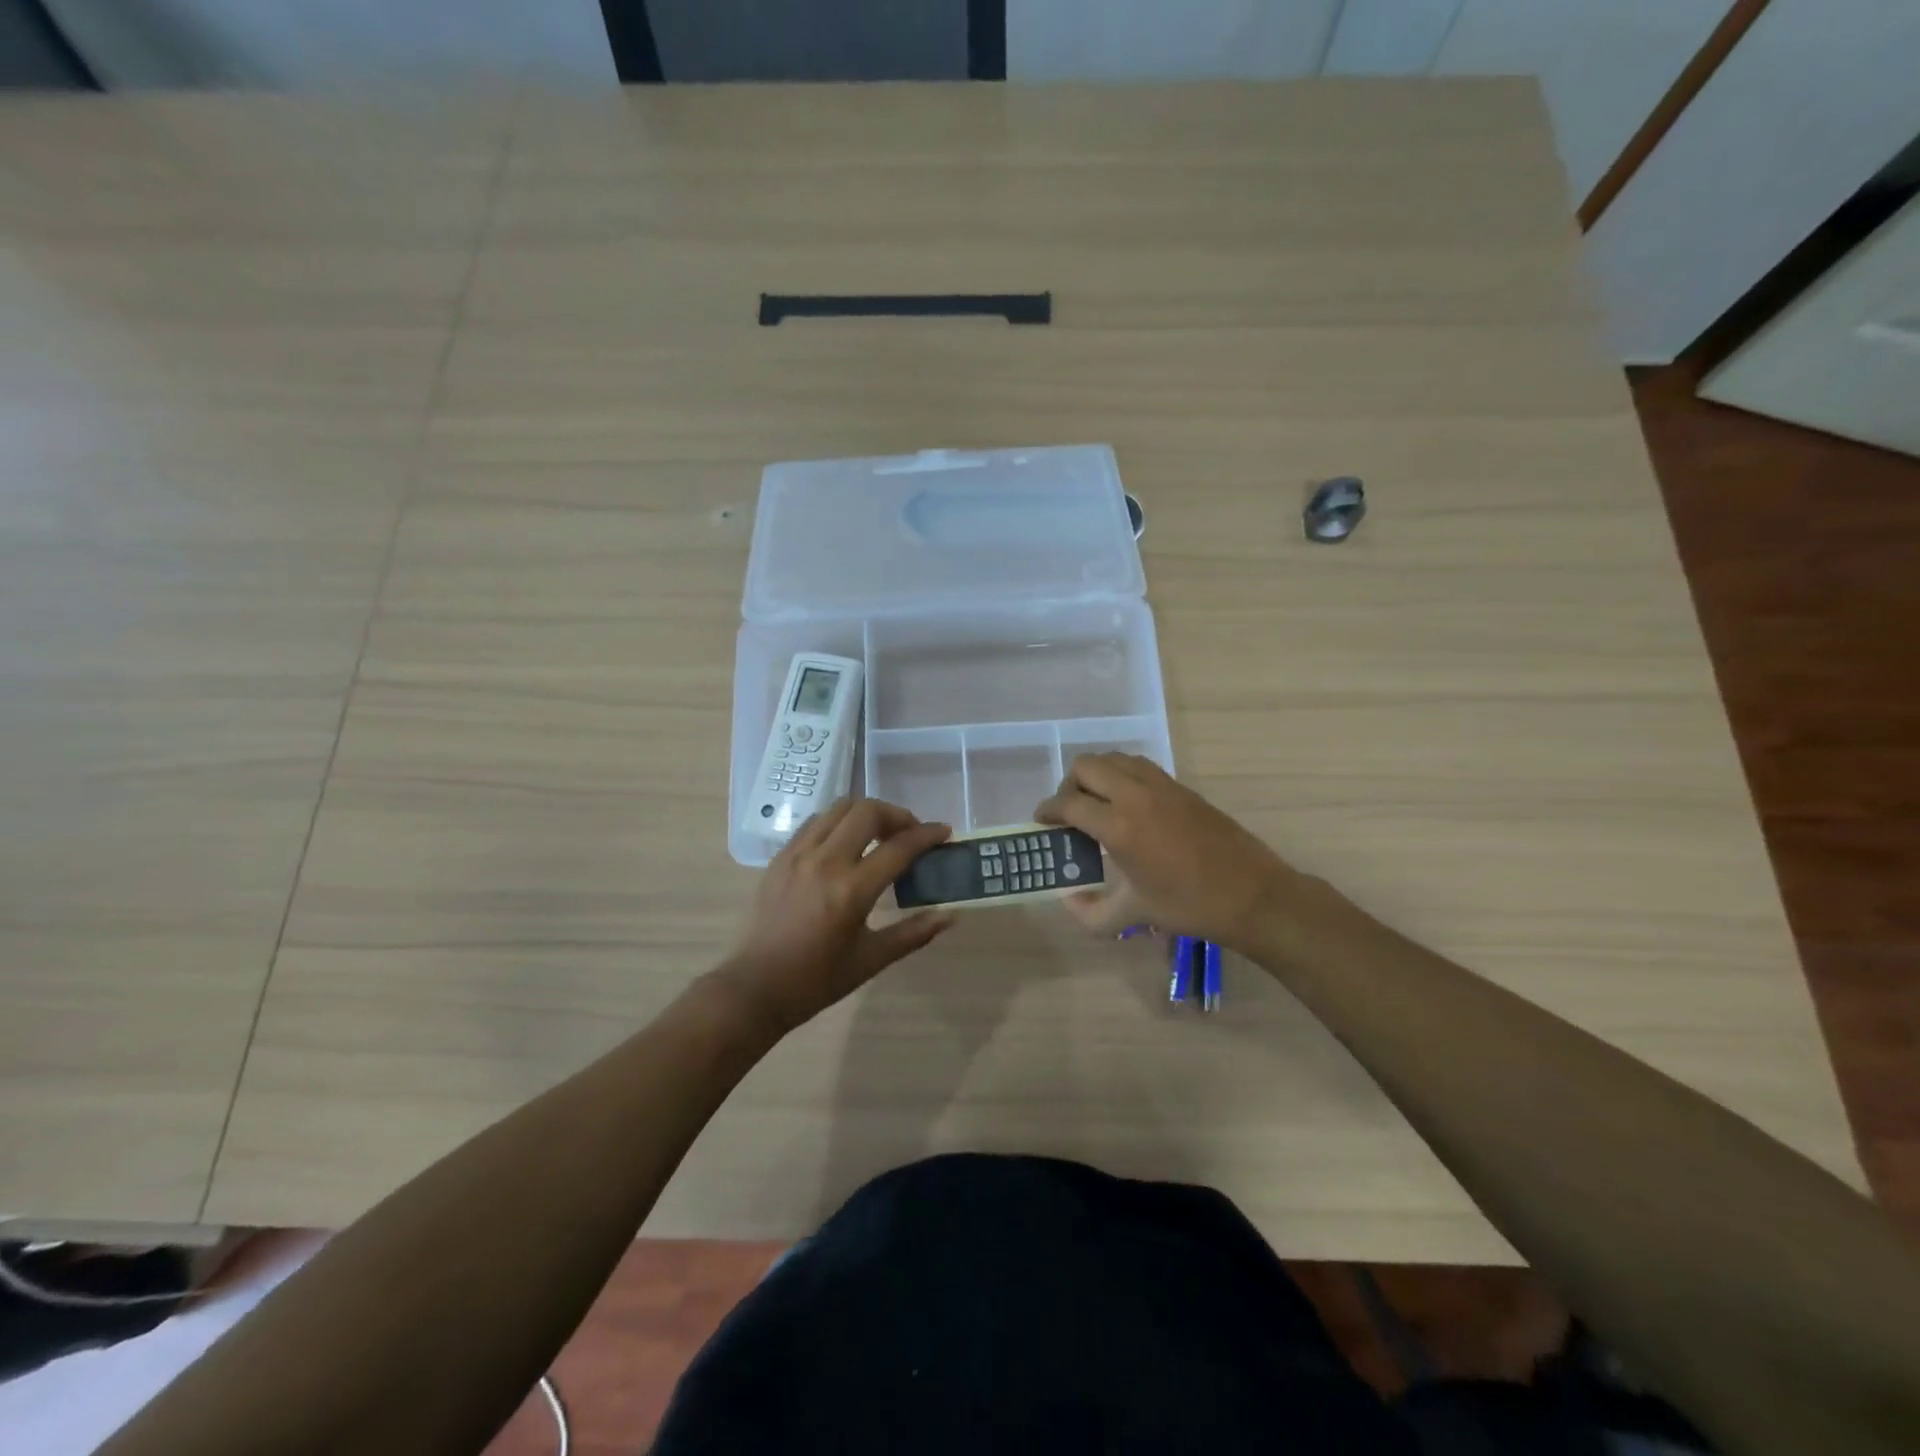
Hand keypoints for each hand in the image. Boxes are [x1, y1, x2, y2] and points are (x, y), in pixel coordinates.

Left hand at [717, 798, 955, 1034]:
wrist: (756, 988)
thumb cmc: (817, 980)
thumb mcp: (872, 959)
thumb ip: (914, 933)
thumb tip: (951, 915)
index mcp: (851, 891)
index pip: (899, 847)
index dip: (927, 835)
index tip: (944, 832)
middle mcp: (825, 862)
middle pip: (867, 811)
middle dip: (897, 815)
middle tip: (909, 834)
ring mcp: (798, 855)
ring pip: (839, 808)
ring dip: (866, 813)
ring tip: (879, 834)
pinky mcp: (781, 857)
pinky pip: (815, 822)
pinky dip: (838, 822)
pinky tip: (846, 843)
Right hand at [1036, 754, 1297, 949]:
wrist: (1251, 895)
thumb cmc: (1188, 907)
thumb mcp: (1132, 916)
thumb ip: (1090, 912)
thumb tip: (1067, 900)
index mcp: (1119, 827)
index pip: (1069, 802)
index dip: (1048, 810)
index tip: (1041, 821)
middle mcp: (1135, 796)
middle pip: (1086, 766)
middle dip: (1069, 786)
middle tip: (1070, 814)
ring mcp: (1161, 786)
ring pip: (1113, 759)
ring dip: (1096, 776)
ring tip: (1098, 806)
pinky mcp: (1181, 787)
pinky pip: (1138, 766)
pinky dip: (1122, 776)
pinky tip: (1129, 806)